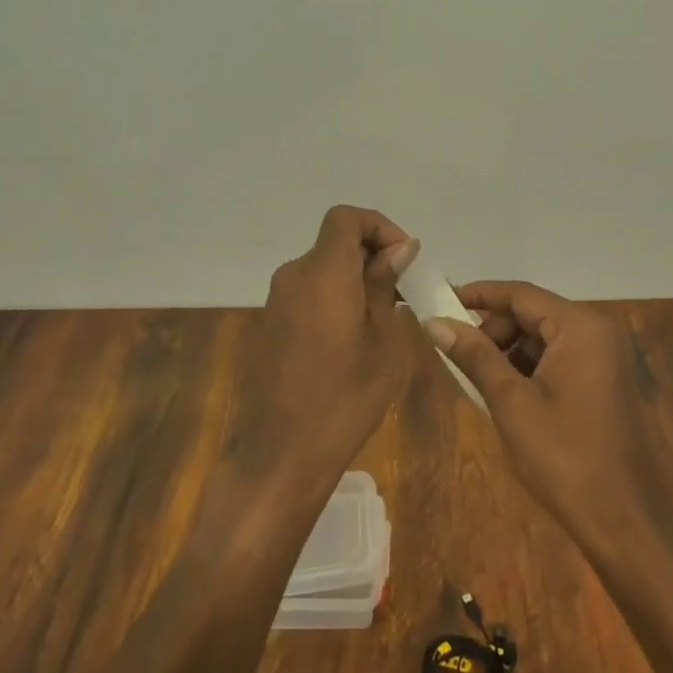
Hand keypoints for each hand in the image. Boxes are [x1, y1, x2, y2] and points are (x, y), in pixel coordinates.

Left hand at [228, 206, 419, 496]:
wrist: (280, 455)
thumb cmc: (345, 399)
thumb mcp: (383, 343)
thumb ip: (385, 286)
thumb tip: (399, 248)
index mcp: (323, 275)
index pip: (345, 218)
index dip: (378, 226)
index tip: (404, 258)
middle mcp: (293, 277)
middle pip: (334, 242)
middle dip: (371, 255)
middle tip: (402, 292)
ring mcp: (276, 301)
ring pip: (322, 269)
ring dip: (353, 278)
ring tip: (382, 318)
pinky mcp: (269, 324)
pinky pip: (307, 293)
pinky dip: (333, 297)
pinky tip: (351, 337)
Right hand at [425, 281, 672, 560]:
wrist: (623, 522)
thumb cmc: (564, 457)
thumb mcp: (511, 403)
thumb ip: (474, 355)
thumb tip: (434, 321)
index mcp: (580, 328)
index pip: (520, 294)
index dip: (478, 295)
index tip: (439, 302)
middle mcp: (598, 332)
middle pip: (533, 312)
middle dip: (493, 328)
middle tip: (458, 353)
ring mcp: (606, 358)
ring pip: (544, 337)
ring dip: (509, 350)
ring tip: (478, 379)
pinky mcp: (605, 382)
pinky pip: (559, 358)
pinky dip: (529, 367)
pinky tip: (506, 394)